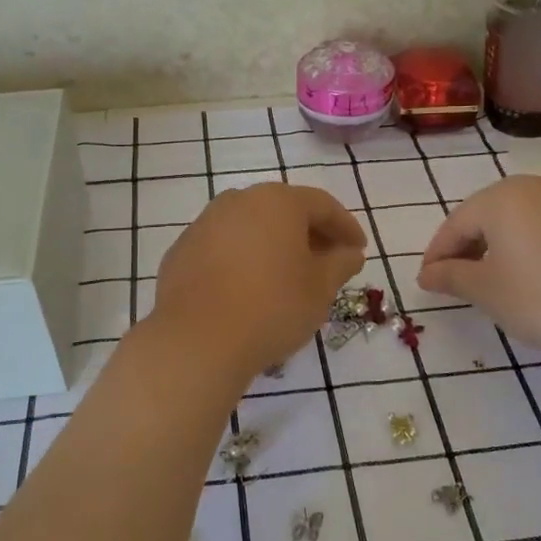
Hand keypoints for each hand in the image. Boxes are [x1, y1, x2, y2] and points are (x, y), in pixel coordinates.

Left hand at [150, 183, 366, 379]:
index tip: (358, 250)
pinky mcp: (181, 251)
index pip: (322, 205)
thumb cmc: (272, 306)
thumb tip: (349, 253)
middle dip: (309, 234)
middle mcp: (238, 201)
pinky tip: (250, 289)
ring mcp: (204, 224)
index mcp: (277, 201)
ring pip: (250, 228)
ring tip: (288, 277)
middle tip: (327, 262)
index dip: (346, 227)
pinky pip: (223, 248)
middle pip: (283, 211)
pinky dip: (243, 260)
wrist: (198, 339)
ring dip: (274, 246)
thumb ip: (340, 264)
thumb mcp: (320, 288)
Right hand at [416, 175, 540, 357]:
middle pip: (493, 213)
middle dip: (473, 243)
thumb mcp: (485, 291)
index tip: (429, 279)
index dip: (438, 252)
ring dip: (510, 242)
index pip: (457, 223)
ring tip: (506, 275)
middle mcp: (540, 186)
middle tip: (462, 276)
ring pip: (530, 217)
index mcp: (503, 198)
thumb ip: (450, 276)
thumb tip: (427, 273)